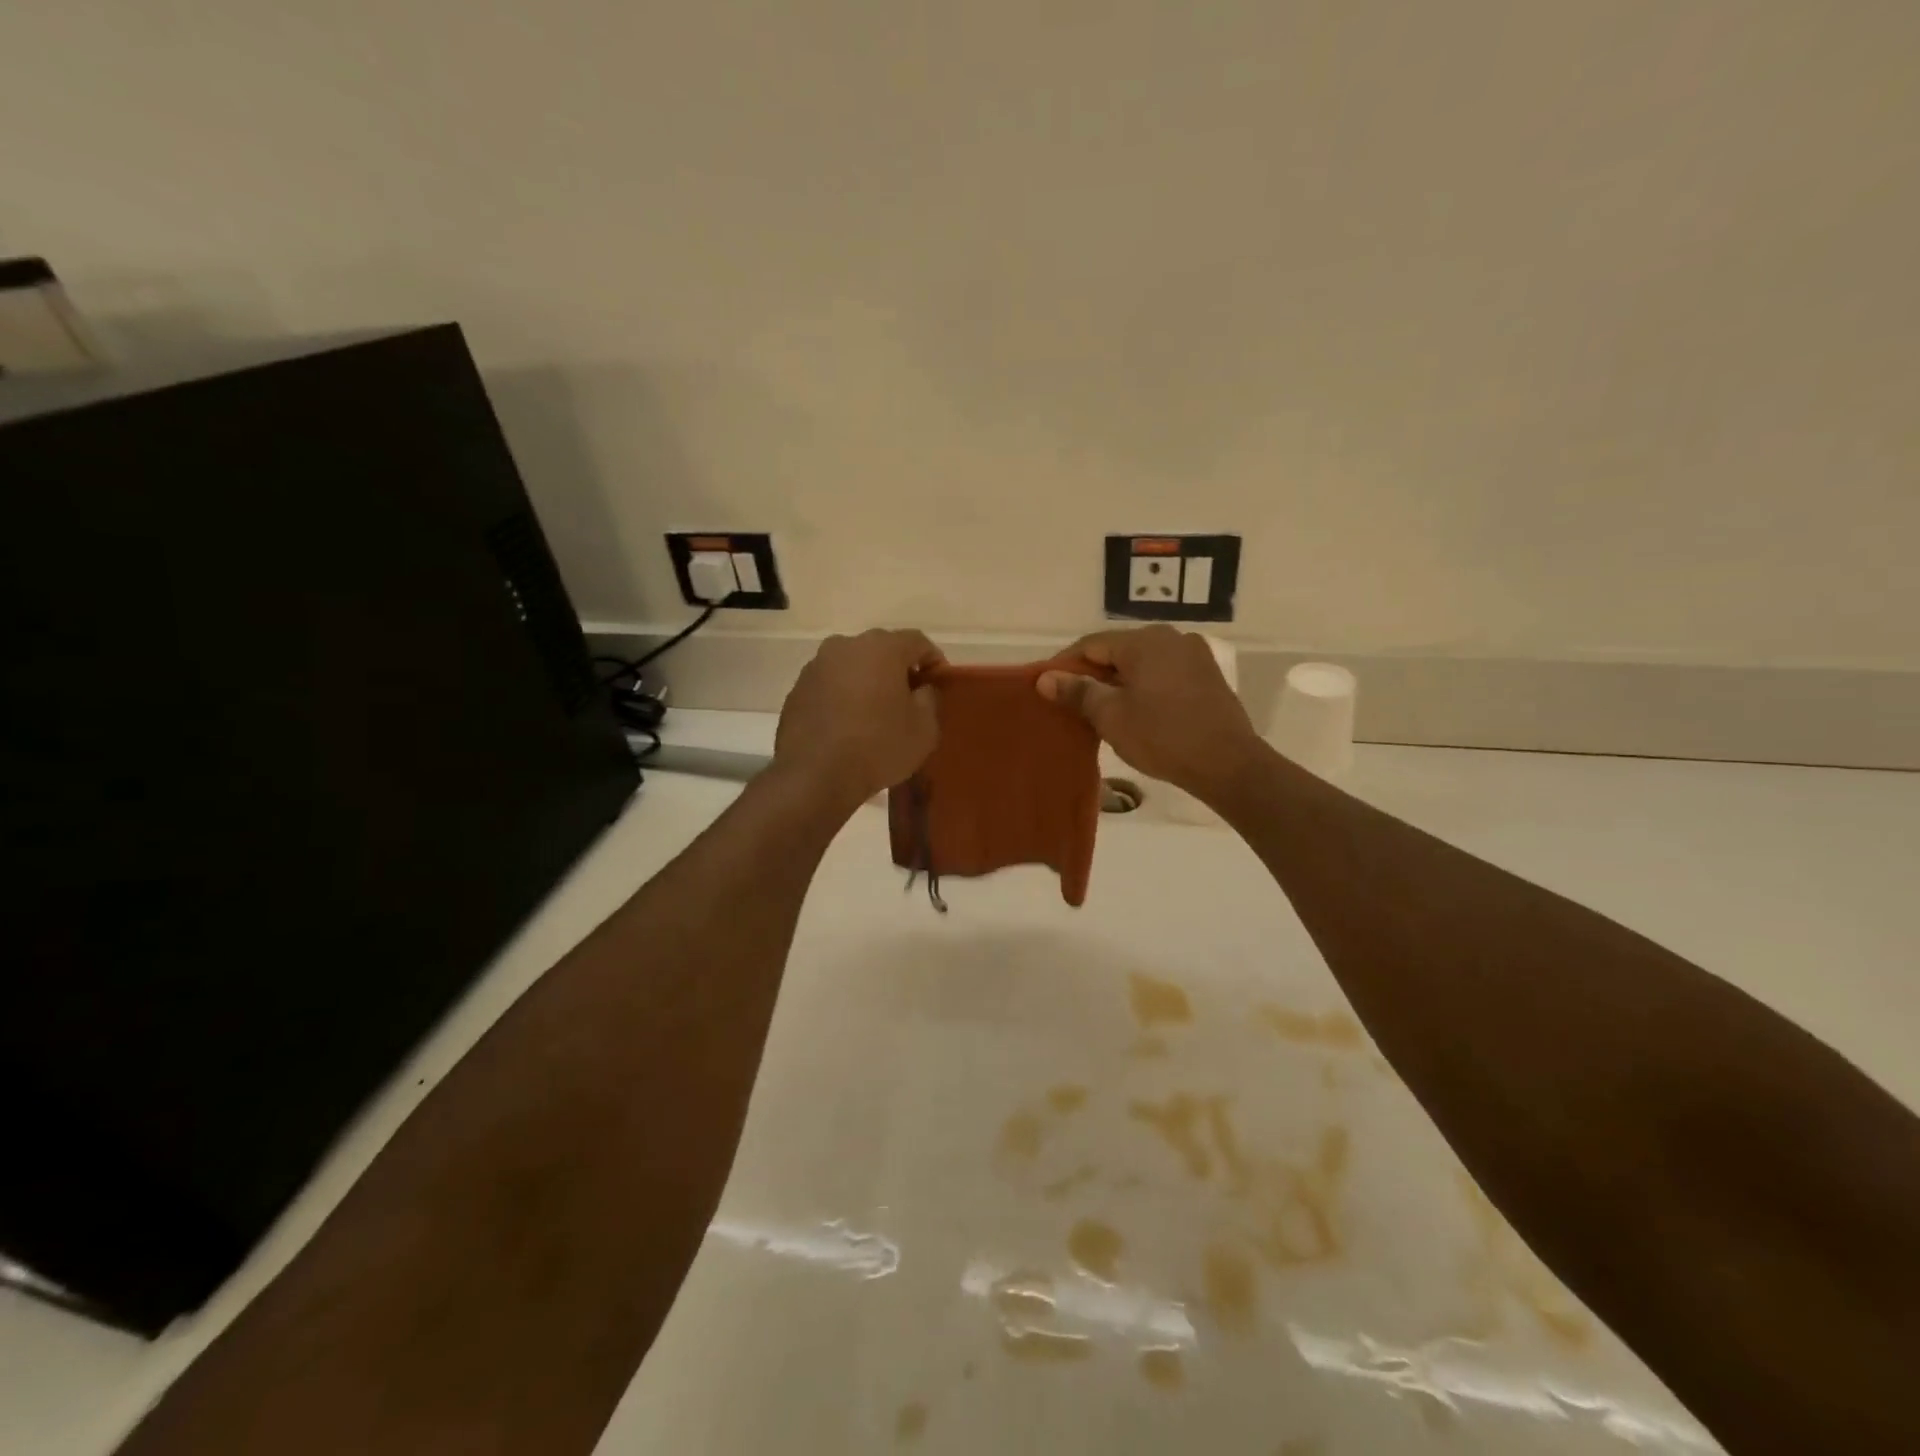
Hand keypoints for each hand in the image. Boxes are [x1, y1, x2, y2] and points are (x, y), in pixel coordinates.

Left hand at [774, 629, 943, 809]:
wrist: (814, 775)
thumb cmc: (878, 747)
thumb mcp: (924, 729)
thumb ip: (929, 699)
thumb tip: (920, 688)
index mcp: (881, 647)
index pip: (917, 641)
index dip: (933, 660)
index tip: (939, 683)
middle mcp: (846, 646)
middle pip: (882, 650)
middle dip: (898, 669)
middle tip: (910, 698)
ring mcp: (816, 666)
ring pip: (853, 666)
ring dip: (868, 682)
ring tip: (877, 713)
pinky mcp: (797, 689)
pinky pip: (830, 686)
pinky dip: (844, 697)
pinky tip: (849, 725)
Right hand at [1037, 626, 1263, 802]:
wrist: (1228, 764)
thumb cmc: (1163, 736)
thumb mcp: (1111, 716)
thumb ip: (1077, 691)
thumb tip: (1045, 679)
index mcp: (1145, 641)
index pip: (1091, 644)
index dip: (1065, 665)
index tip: (1048, 688)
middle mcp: (1171, 638)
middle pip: (1118, 651)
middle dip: (1093, 674)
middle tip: (1073, 703)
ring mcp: (1194, 655)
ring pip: (1142, 663)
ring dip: (1119, 682)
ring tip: (1102, 711)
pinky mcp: (1208, 676)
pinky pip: (1164, 673)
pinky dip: (1144, 687)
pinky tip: (1137, 712)